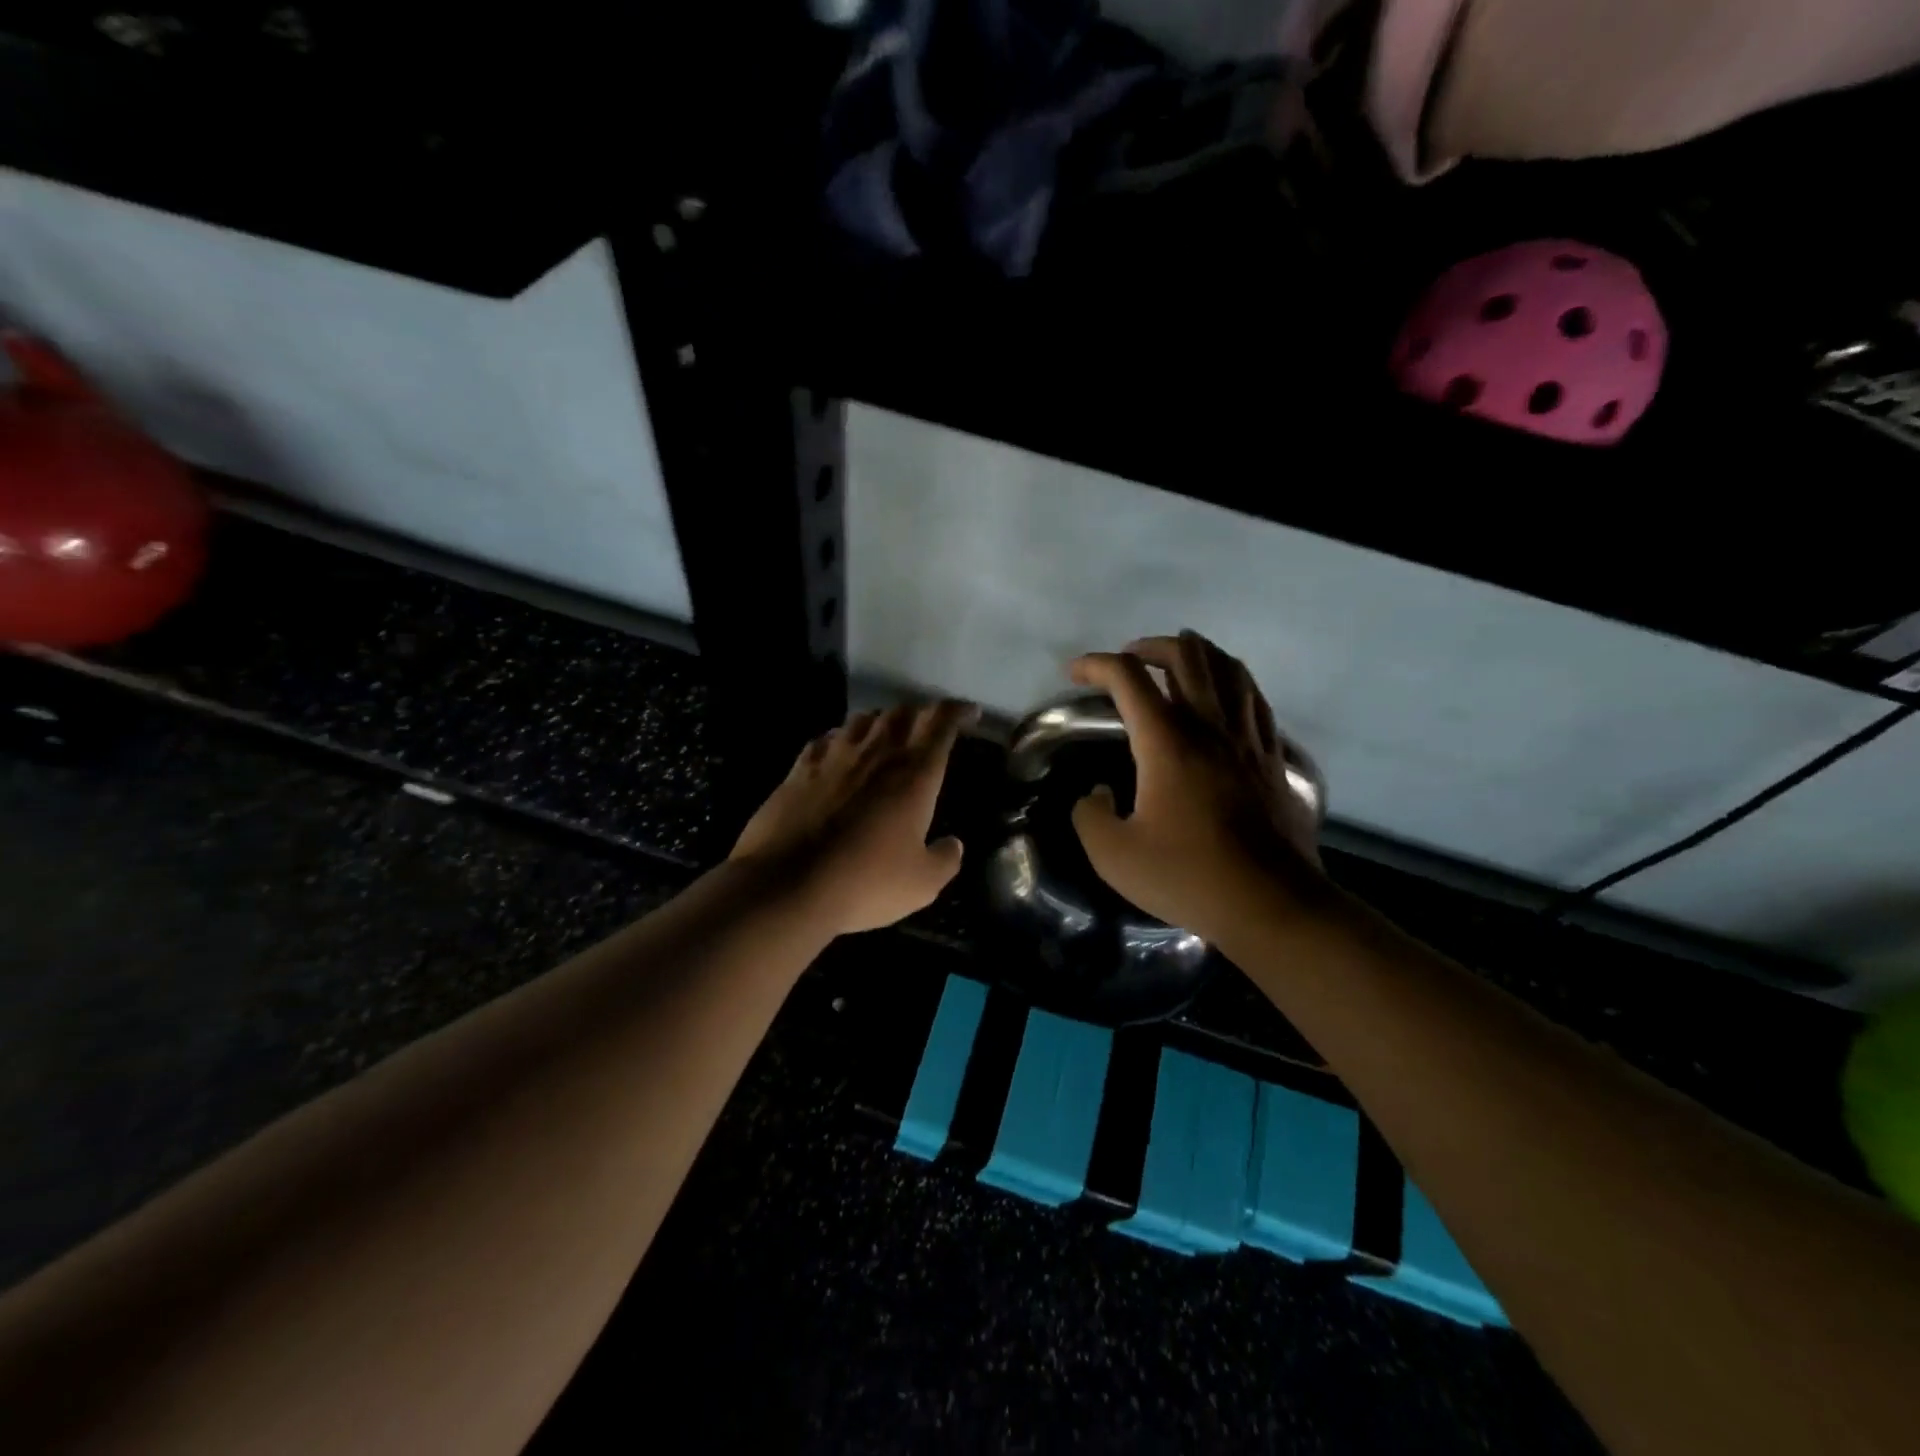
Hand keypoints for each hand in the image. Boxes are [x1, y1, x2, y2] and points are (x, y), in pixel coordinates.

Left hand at [731, 700, 978, 934]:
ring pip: (863, 719)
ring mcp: (834, 757)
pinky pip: (826, 739)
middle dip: (921, 713)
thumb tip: (953, 845)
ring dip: (882, 721)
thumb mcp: (922, 883)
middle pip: (902, 713)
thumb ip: (945, 859)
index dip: (957, 711)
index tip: (969, 713)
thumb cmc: (865, 881)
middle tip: (929, 727)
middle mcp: (876, 753)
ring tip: (887, 734)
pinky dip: (841, 738)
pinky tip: (839, 750)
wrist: (787, 884)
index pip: (940, 723)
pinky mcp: (799, 769)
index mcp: (914, 773)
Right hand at [1069, 631, 1322, 944]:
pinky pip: (1256, 700)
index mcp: (1167, 742)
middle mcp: (1210, 726)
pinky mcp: (1274, 759)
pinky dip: (1235, 682)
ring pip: (1229, 669)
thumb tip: (1095, 794)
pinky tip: (1227, 696)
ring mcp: (1248, 740)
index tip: (1075, 673)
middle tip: (1131, 657)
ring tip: (1179, 659)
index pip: (1128, 678)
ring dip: (1199, 654)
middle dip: (1151, 645)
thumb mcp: (1113, 855)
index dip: (1096, 664)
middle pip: (1186, 656)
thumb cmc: (1188, 876)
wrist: (1270, 904)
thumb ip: (1089, 816)